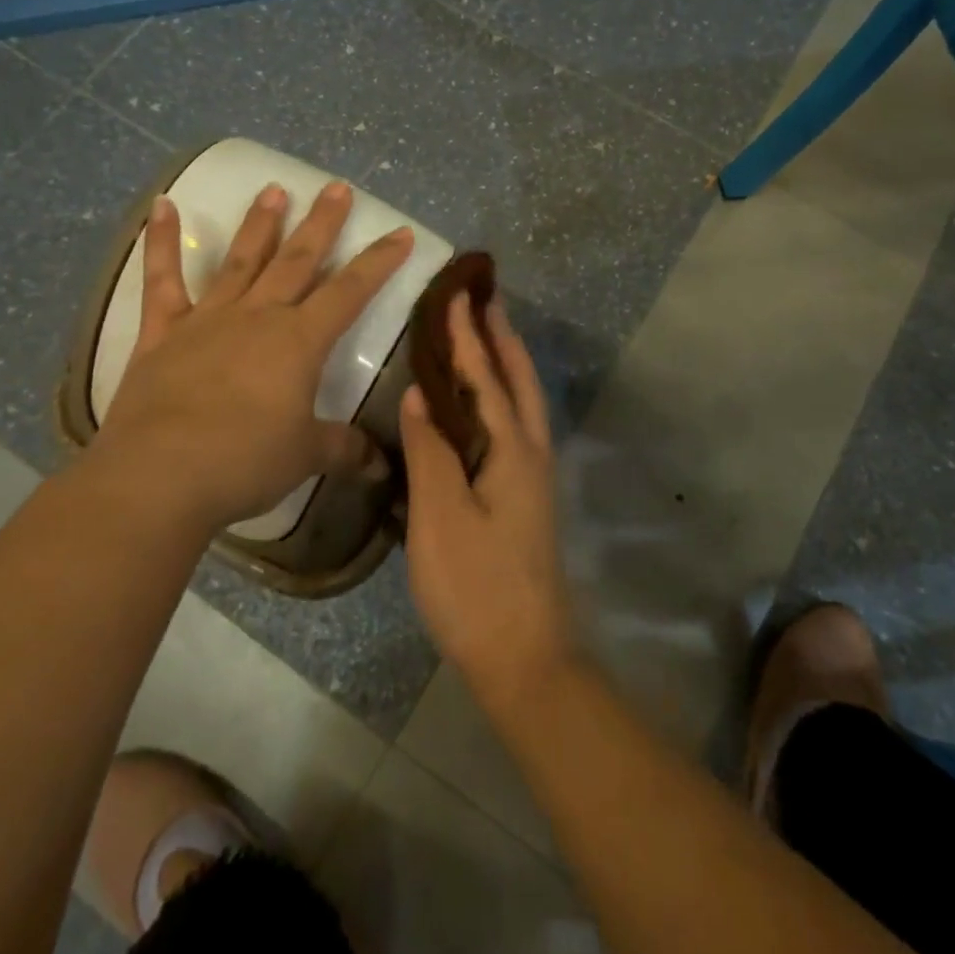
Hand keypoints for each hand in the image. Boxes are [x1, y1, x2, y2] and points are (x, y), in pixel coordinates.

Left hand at [74, 180, 413, 535]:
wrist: (159, 477)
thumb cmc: (245, 462)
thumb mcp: (306, 456)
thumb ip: (345, 450)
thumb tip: (381, 466)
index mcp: (299, 341)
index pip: (351, 291)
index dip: (379, 261)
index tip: (401, 232)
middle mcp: (258, 316)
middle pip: (297, 260)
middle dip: (322, 224)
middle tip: (337, 187)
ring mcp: (207, 319)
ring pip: (241, 260)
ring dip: (260, 224)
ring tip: (274, 190)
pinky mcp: (162, 333)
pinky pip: (162, 280)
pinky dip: (161, 242)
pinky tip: (162, 206)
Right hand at [400, 293, 574, 709]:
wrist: (524, 658)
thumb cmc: (476, 585)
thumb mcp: (440, 516)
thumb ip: (431, 450)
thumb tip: (421, 394)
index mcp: (513, 450)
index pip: (486, 378)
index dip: (469, 336)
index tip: (457, 295)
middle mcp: (531, 454)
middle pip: (519, 381)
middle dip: (502, 338)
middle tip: (485, 300)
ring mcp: (533, 478)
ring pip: (522, 403)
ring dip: (506, 364)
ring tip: (485, 337)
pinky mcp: (526, 499)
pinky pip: (515, 427)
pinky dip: (501, 397)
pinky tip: (482, 405)